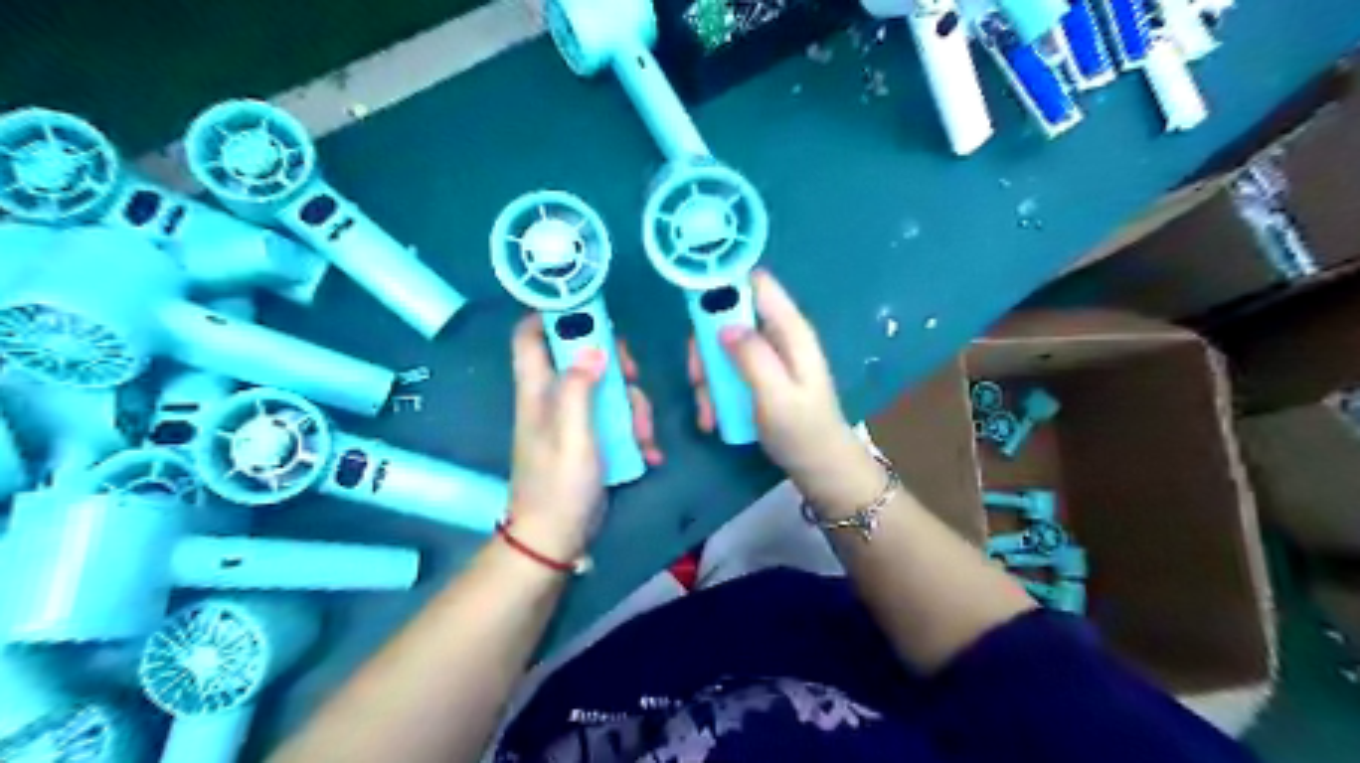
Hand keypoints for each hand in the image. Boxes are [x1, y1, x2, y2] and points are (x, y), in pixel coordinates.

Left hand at [507, 315, 660, 560]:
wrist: (556, 537)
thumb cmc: (558, 482)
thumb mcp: (570, 432)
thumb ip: (578, 387)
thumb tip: (594, 348)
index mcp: (537, 389)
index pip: (529, 335)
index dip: (550, 314)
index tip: (587, 307)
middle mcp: (552, 397)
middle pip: (579, 356)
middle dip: (611, 361)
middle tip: (632, 373)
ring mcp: (572, 419)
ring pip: (606, 389)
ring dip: (632, 405)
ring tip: (645, 434)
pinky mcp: (589, 439)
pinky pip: (615, 419)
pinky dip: (634, 430)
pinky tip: (648, 451)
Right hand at [692, 273, 882, 509]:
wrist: (819, 466)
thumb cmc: (801, 431)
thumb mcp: (775, 396)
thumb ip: (752, 357)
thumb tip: (723, 325)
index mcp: (789, 329)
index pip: (755, 282)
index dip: (724, 283)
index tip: (693, 306)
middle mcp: (777, 333)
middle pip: (728, 314)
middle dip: (706, 344)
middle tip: (698, 378)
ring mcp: (766, 354)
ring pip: (721, 344)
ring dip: (707, 375)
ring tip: (708, 410)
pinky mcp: (757, 372)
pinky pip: (726, 368)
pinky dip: (714, 389)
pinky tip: (713, 416)